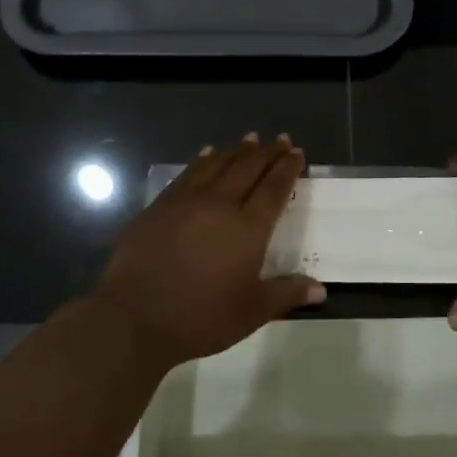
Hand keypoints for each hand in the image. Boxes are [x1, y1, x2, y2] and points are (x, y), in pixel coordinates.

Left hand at [92, 133, 324, 369]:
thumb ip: (287, 294)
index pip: (275, 188)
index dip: (287, 168)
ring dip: (236, 150)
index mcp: (249, 228)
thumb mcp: (252, 311)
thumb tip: (321, 289)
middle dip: (267, 152)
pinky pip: (187, 174)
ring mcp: (186, 202)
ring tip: (249, 138)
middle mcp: (220, 205)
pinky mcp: (159, 207)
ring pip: (217, 165)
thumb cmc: (201, 317)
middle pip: (248, 168)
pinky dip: (202, 160)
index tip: (296, 152)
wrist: (135, 317)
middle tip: (279, 139)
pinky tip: (206, 154)